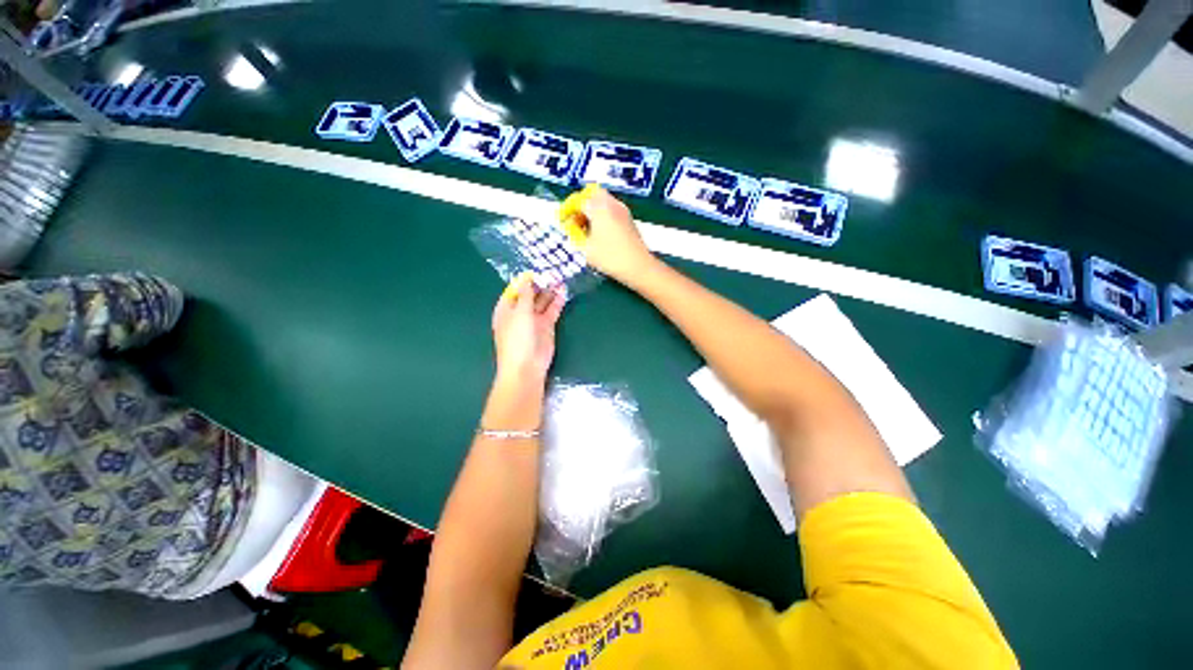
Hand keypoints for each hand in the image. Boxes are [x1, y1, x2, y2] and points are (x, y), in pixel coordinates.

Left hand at [492, 272, 565, 383]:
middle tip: (552, 271)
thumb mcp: (519, 312)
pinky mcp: (547, 327)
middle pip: (530, 295)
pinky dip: (557, 302)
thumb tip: (526, 278)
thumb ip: (525, 294)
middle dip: (539, 284)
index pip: (514, 290)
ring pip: (542, 302)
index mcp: (506, 309)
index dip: (524, 280)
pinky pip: (552, 311)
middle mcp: (519, 313)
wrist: (526, 366)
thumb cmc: (517, 338)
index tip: (536, 269)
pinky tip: (563, 291)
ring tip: (559, 278)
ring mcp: (534, 320)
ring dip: (550, 291)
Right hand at [565, 185, 655, 282]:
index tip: (562, 221)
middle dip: (581, 206)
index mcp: (599, 207)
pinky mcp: (629, 220)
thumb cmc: (610, 257)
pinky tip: (599, 234)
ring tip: (586, 230)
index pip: (578, 200)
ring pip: (603, 202)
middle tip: (575, 222)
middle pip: (593, 195)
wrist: (638, 267)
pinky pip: (612, 210)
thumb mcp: (585, 248)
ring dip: (592, 211)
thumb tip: (571, 227)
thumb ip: (575, 234)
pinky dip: (602, 216)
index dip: (568, 210)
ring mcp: (623, 211)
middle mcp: (612, 203)